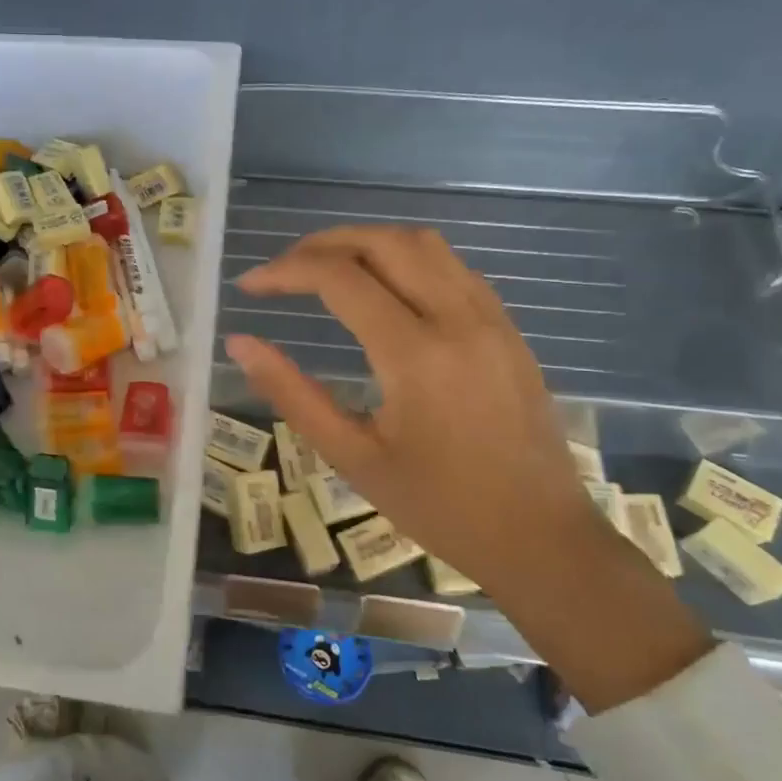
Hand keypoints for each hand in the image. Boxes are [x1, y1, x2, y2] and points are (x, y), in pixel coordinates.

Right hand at [225, 226, 614, 588]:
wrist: (541, 538)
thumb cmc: (439, 507)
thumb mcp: (352, 457)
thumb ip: (292, 393)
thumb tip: (239, 344)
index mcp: (416, 355)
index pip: (340, 279)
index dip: (286, 271)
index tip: (250, 286)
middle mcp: (458, 319)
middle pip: (384, 242)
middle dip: (323, 244)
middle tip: (283, 269)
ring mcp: (491, 319)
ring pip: (424, 244)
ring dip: (366, 243)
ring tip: (326, 269)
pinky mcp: (508, 328)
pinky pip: (452, 267)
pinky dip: (405, 259)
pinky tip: (383, 289)